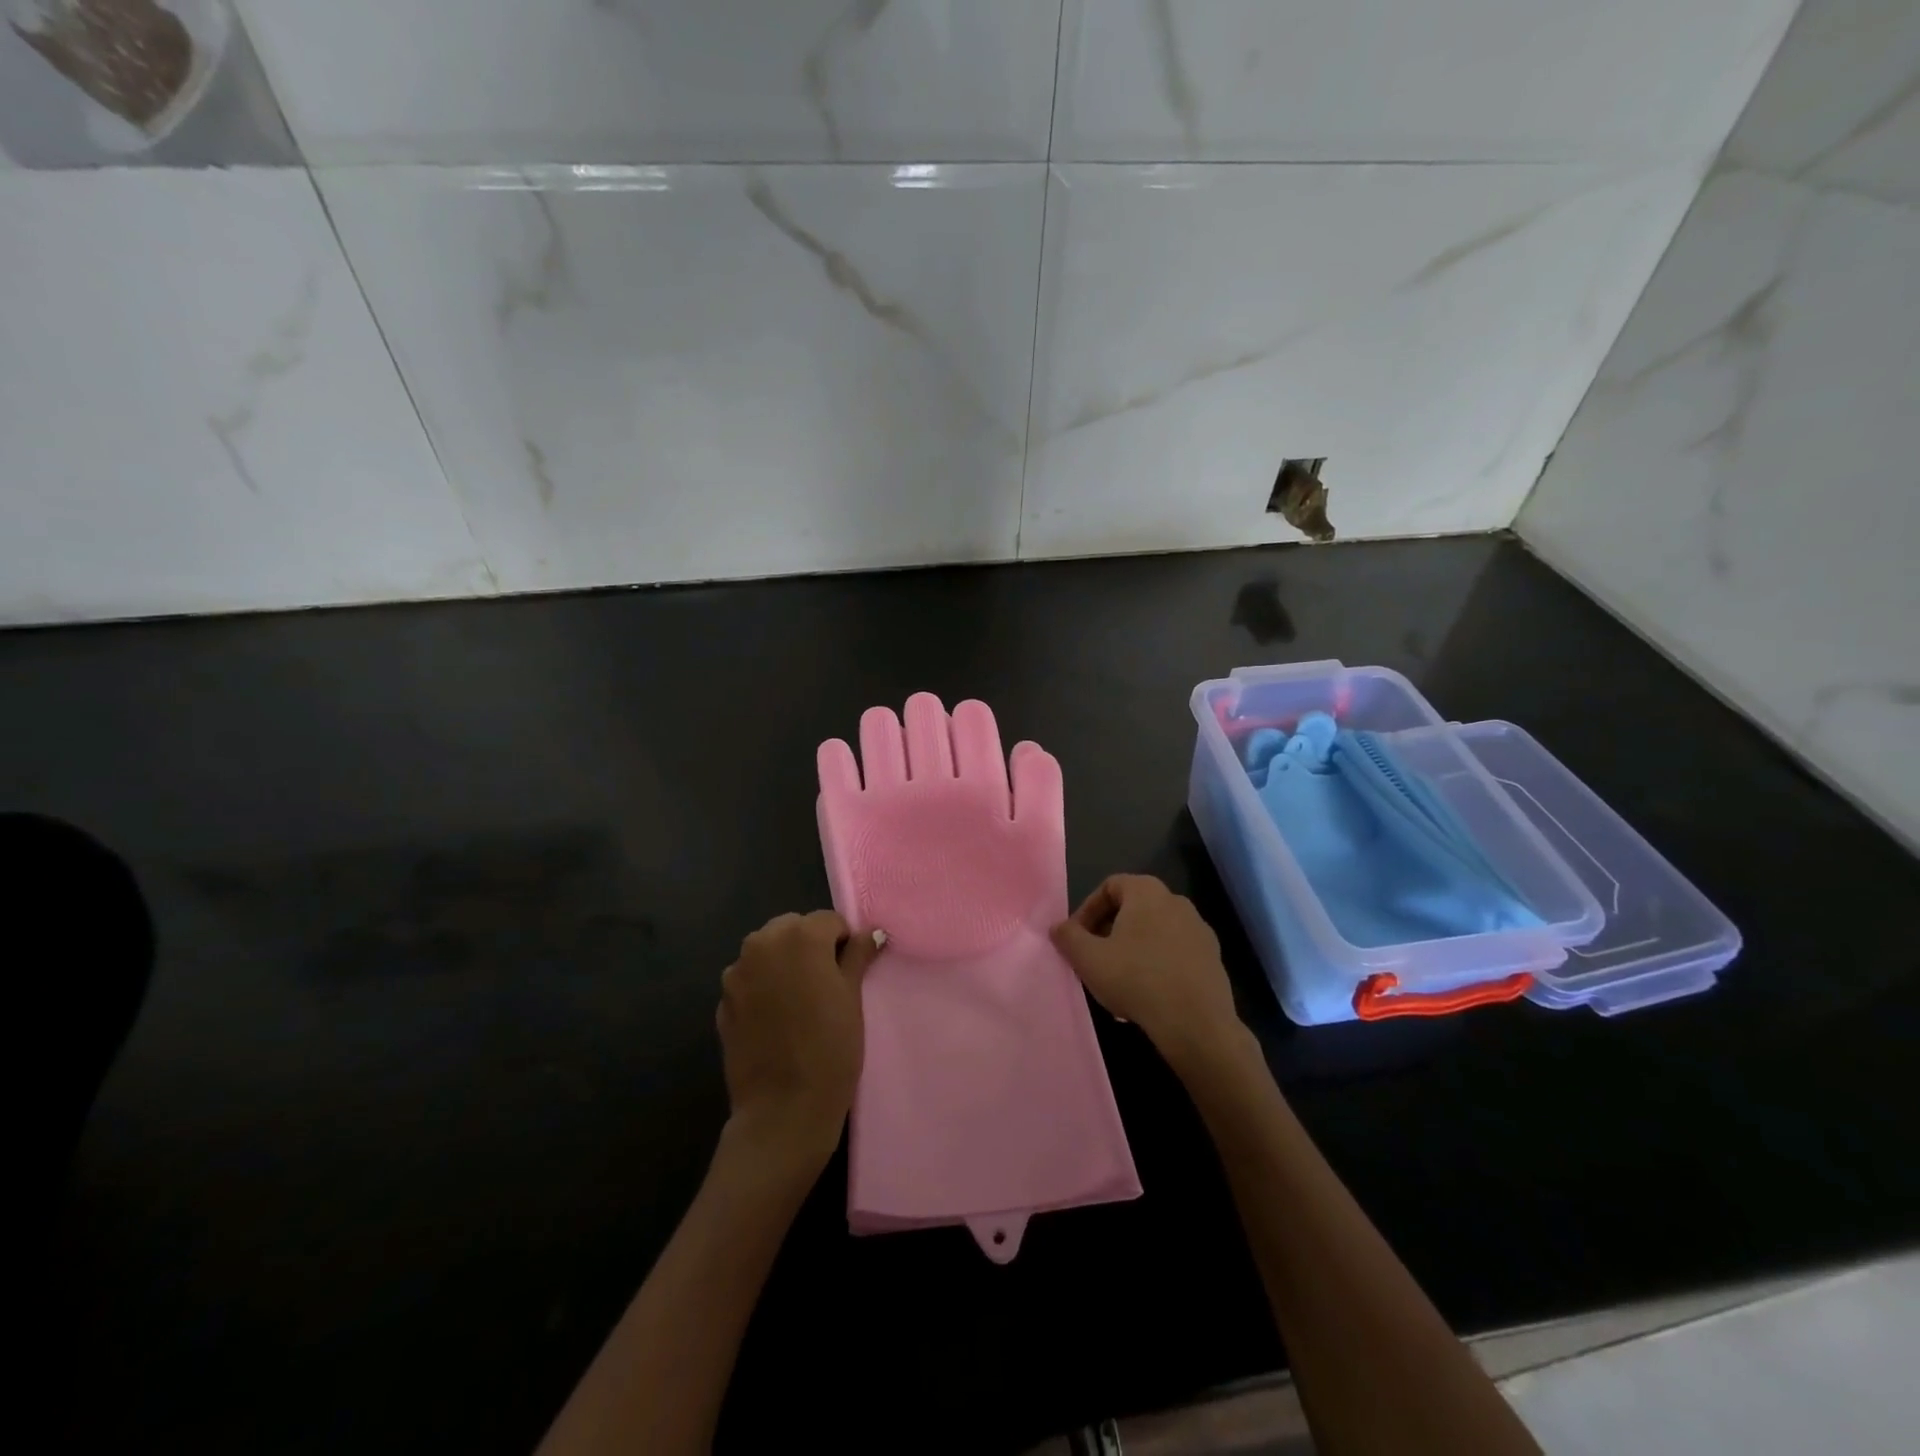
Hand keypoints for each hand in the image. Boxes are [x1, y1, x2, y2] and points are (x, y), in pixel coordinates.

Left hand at [718, 911, 883, 1172]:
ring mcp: (736, 973)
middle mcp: (762, 943)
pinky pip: (749, 980)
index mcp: (800, 936)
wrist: (783, 1109)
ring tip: (799, 1002)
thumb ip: (858, 955)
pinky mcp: (723, 1001)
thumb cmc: (830, 1048)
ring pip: (767, 951)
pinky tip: (776, 1020)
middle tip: (826, 985)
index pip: (829, 921)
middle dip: (809, 947)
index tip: (850, 972)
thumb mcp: (853, 997)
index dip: (844, 943)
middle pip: (792, 929)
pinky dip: (763, 987)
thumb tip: (871, 933)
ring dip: (783, 963)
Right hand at [1051, 875, 1243, 1071]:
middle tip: (1094, 958)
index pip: (1110, 886)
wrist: (1196, 1023)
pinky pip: (1175, 951)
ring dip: (1133, 948)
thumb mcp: (1088, 959)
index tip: (1077, 938)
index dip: (1088, 910)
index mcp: (1147, 891)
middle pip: (1133, 907)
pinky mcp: (1213, 957)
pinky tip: (1147, 992)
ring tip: (1119, 979)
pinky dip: (1157, 963)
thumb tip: (1057, 927)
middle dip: (1109, 930)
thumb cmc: (1136, 980)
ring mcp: (1199, 929)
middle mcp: (1176, 901)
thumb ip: (1068, 937)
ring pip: (1155, 931)